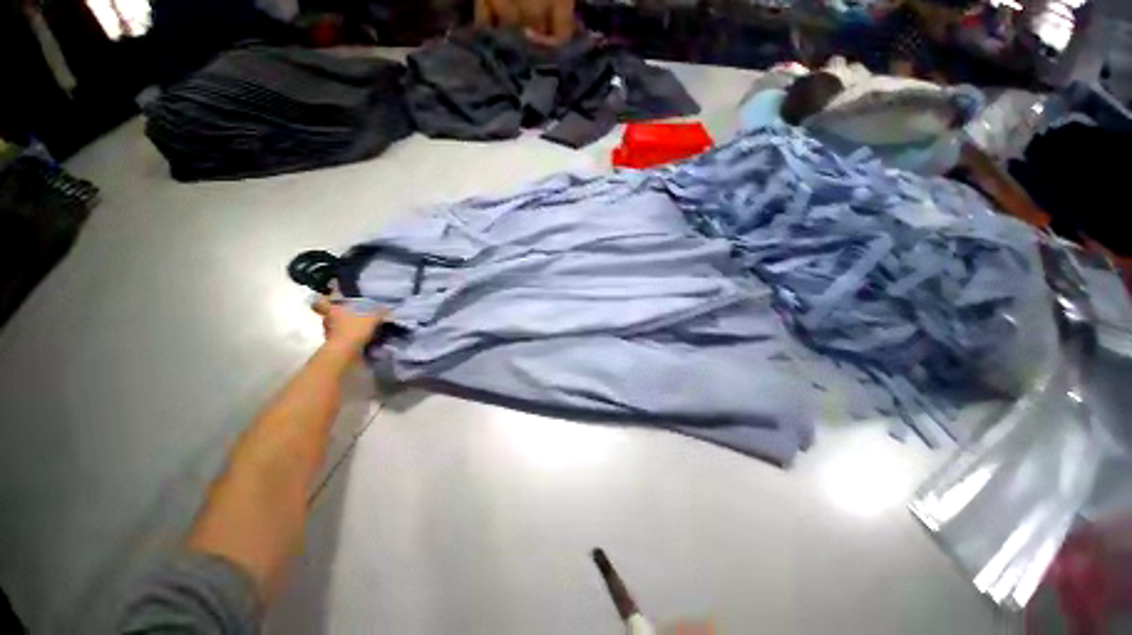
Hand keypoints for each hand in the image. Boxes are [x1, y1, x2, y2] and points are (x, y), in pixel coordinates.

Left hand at [312, 295, 386, 355]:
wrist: (345, 353)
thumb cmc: (354, 330)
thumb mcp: (372, 318)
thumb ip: (379, 312)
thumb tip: (387, 307)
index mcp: (333, 311)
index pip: (321, 302)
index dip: (325, 300)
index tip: (331, 299)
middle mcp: (328, 322)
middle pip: (330, 316)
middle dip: (340, 316)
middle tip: (353, 315)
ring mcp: (330, 335)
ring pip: (336, 328)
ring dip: (345, 328)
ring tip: (360, 329)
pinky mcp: (335, 346)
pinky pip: (342, 339)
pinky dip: (350, 339)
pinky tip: (362, 339)